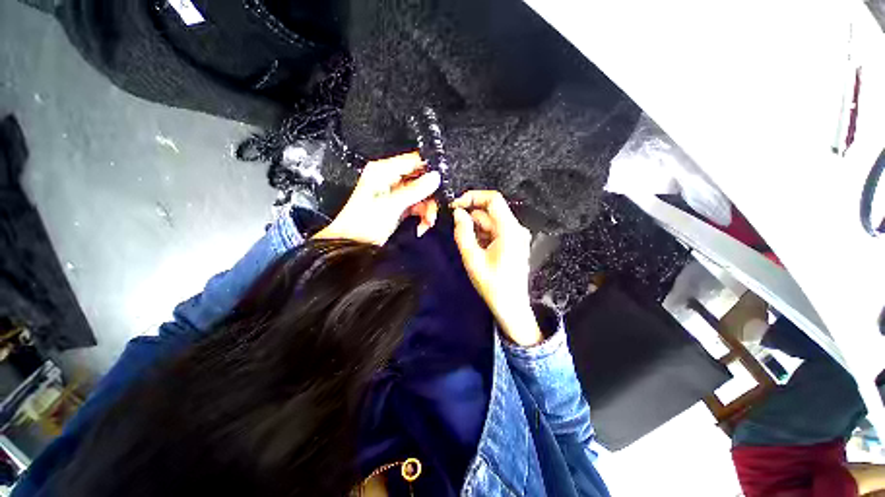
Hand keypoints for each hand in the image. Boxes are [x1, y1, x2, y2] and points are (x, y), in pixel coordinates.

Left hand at [314, 152, 440, 244]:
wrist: (353, 245)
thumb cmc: (363, 223)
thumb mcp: (392, 205)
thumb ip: (415, 190)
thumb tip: (435, 177)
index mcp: (383, 172)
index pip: (412, 161)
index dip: (429, 170)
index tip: (441, 182)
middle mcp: (389, 179)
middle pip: (419, 180)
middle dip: (429, 196)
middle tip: (433, 210)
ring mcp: (394, 194)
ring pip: (420, 195)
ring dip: (427, 209)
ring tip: (428, 222)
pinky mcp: (397, 207)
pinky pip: (416, 206)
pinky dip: (421, 216)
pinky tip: (422, 225)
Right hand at [452, 191, 542, 345]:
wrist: (511, 306)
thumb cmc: (492, 285)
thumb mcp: (472, 259)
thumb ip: (463, 233)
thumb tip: (458, 213)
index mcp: (509, 230)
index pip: (493, 199)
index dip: (473, 197)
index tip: (455, 206)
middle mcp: (516, 229)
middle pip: (490, 212)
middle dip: (471, 219)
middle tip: (458, 234)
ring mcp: (516, 236)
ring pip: (491, 222)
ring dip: (476, 230)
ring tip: (470, 249)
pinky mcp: (514, 242)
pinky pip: (495, 231)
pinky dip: (483, 236)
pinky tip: (478, 251)